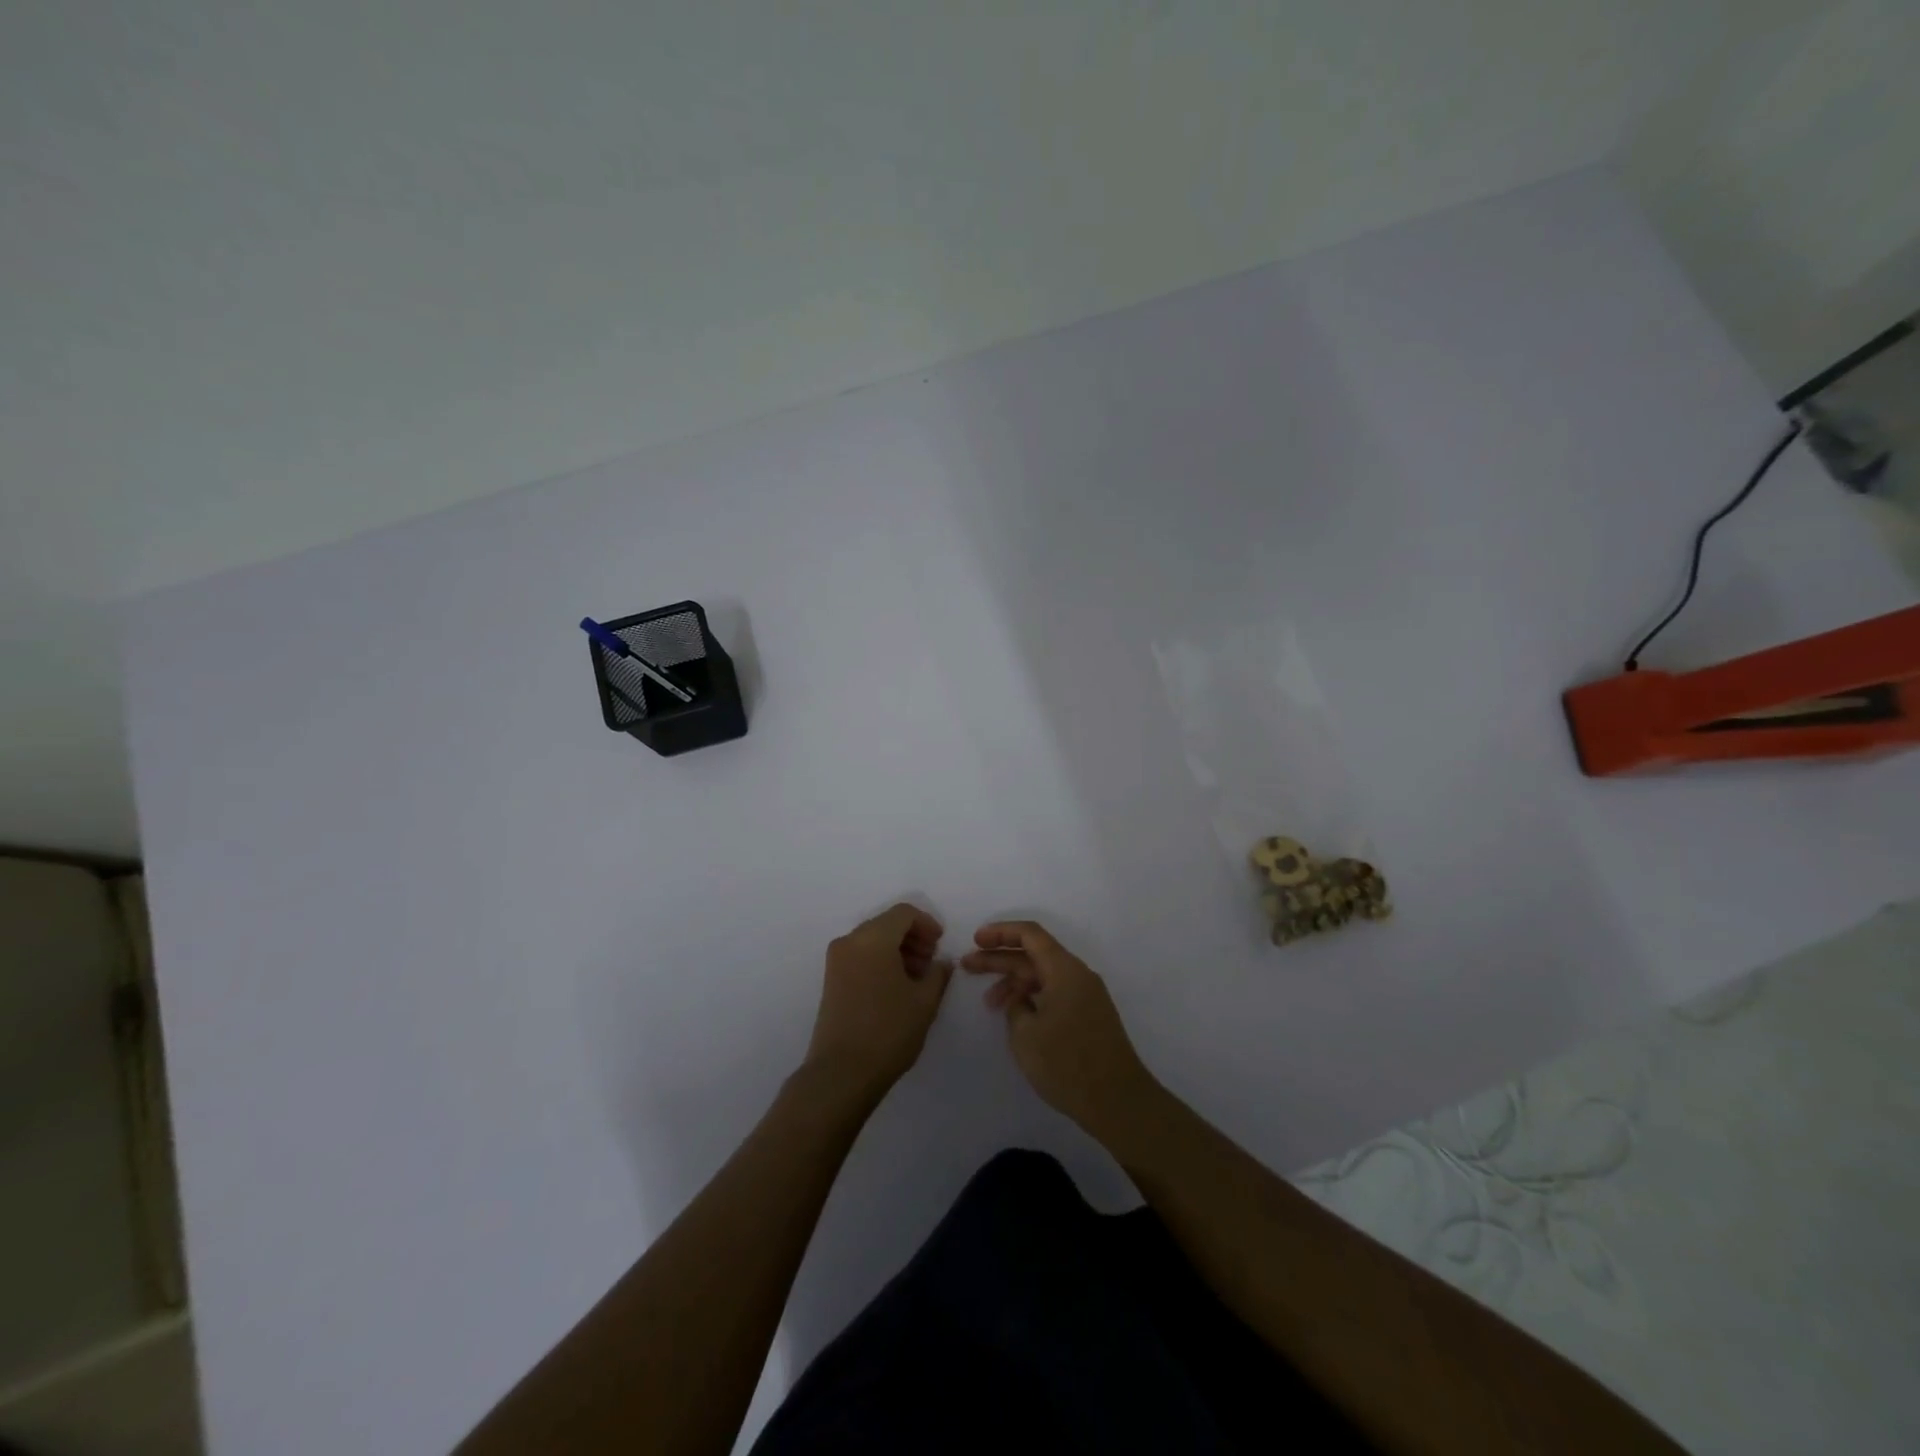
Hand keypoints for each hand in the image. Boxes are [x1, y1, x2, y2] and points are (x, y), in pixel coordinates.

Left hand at [804, 904, 952, 1101]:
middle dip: (912, 937)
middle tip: (931, 962)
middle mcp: (850, 941)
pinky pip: (860, 956)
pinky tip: (896, 987)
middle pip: (886, 924)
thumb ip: (938, 974)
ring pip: (872, 940)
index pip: (904, 913)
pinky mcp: (830, 979)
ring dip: (897, 949)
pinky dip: (880, 961)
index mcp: (873, 938)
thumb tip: (942, 962)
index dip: (926, 924)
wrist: (841, 1073)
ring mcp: (836, 960)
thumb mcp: (924, 1002)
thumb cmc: (888, 1031)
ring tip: (916, 978)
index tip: (940, 945)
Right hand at [962, 921, 1159, 1144]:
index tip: (976, 941)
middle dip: (1000, 958)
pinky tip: (1016, 1016)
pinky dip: (1032, 997)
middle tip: (968, 966)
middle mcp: (1078, 975)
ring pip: (1044, 976)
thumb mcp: (1025, 1034)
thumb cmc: (1067, 1063)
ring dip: (1015, 983)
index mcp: (1065, 969)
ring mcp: (1086, 996)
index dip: (1000, 933)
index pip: (1030, 934)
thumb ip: (1015, 1008)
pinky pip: (1055, 993)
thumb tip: (1021, 1002)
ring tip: (989, 1003)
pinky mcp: (1089, 1015)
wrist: (1118, 1101)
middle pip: (1034, 954)